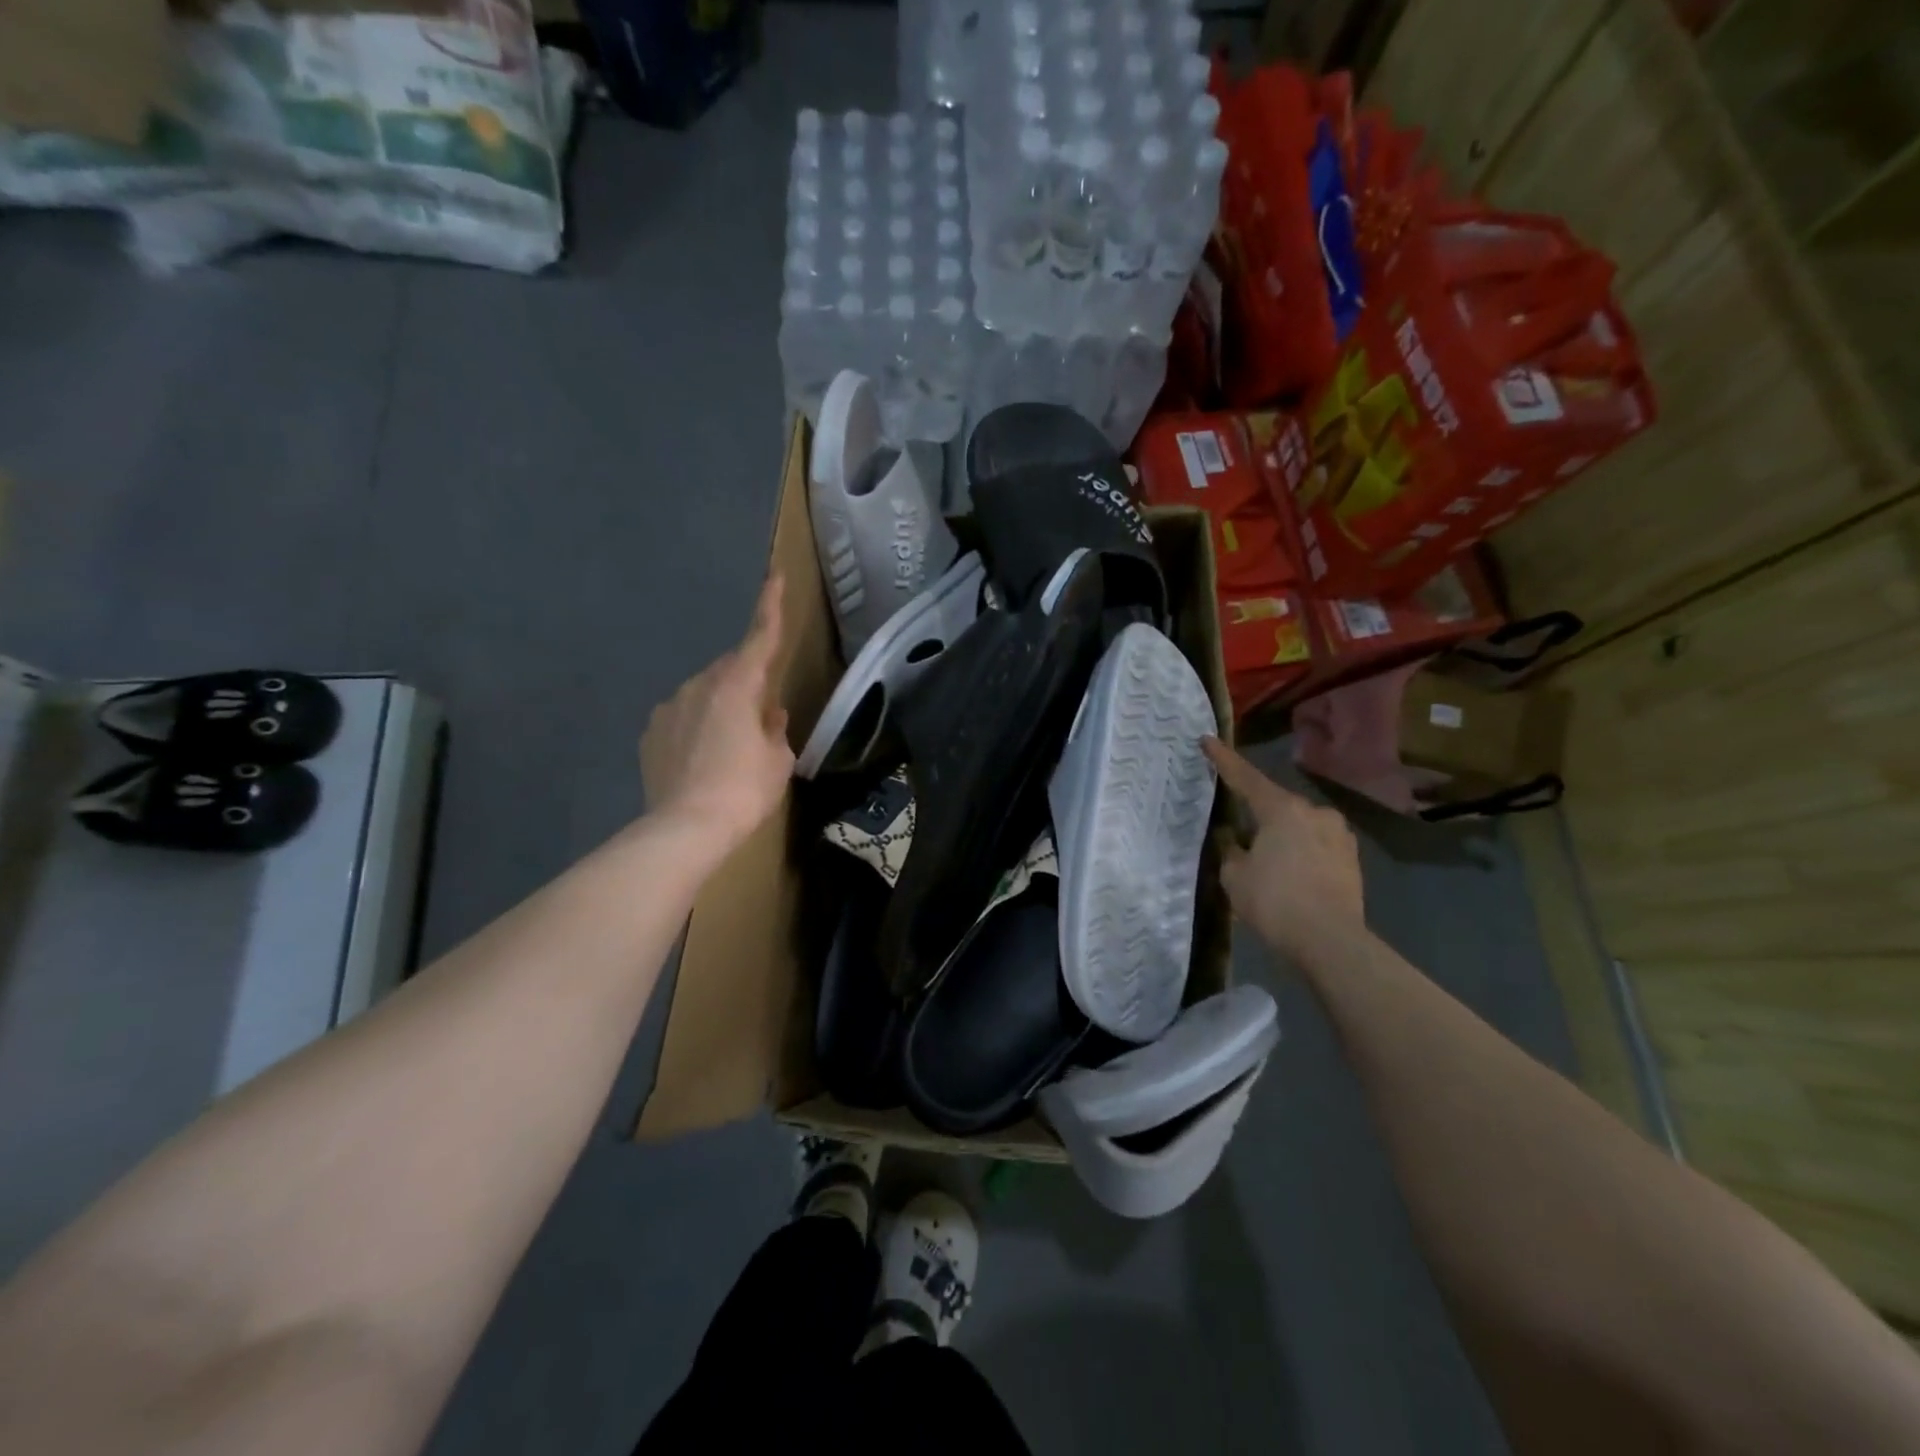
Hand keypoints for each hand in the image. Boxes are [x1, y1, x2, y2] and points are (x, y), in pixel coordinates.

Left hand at [641, 575, 794, 850]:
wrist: (685, 828)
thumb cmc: (744, 790)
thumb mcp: (778, 760)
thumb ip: (774, 729)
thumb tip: (767, 715)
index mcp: (737, 686)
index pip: (759, 638)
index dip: (769, 607)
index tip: (773, 577)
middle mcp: (699, 686)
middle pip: (730, 671)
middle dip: (746, 683)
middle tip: (761, 716)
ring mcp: (669, 708)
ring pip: (704, 695)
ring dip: (720, 708)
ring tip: (730, 747)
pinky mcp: (650, 733)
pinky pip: (682, 718)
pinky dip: (696, 728)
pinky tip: (702, 760)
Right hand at [1204, 737, 1366, 967]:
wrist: (1331, 942)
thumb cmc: (1274, 902)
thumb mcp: (1235, 876)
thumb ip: (1230, 850)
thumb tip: (1234, 839)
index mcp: (1281, 809)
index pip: (1244, 777)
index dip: (1223, 759)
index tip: (1208, 739)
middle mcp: (1313, 812)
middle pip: (1275, 803)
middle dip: (1257, 813)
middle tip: (1239, 831)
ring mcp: (1338, 834)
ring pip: (1299, 825)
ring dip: (1282, 834)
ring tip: (1268, 859)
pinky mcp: (1352, 858)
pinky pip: (1317, 844)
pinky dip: (1301, 852)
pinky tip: (1292, 873)